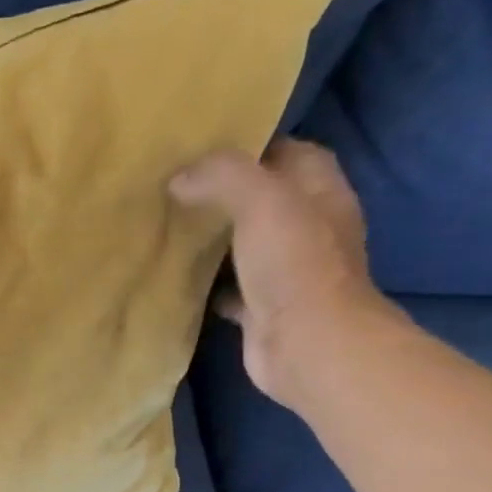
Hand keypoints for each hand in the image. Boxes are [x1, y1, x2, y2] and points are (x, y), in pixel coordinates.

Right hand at [167, 139, 402, 409]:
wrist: (306, 345)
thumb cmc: (295, 264)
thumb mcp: (261, 199)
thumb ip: (222, 176)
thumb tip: (179, 179)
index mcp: (320, 194)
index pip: (292, 154)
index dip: (255, 146)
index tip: (206, 148)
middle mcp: (308, 229)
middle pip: (265, 201)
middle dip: (226, 194)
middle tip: (178, 186)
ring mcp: (286, 272)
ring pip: (245, 245)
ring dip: (214, 239)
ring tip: (170, 226)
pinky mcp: (262, 309)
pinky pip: (230, 288)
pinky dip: (207, 284)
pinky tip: (177, 278)